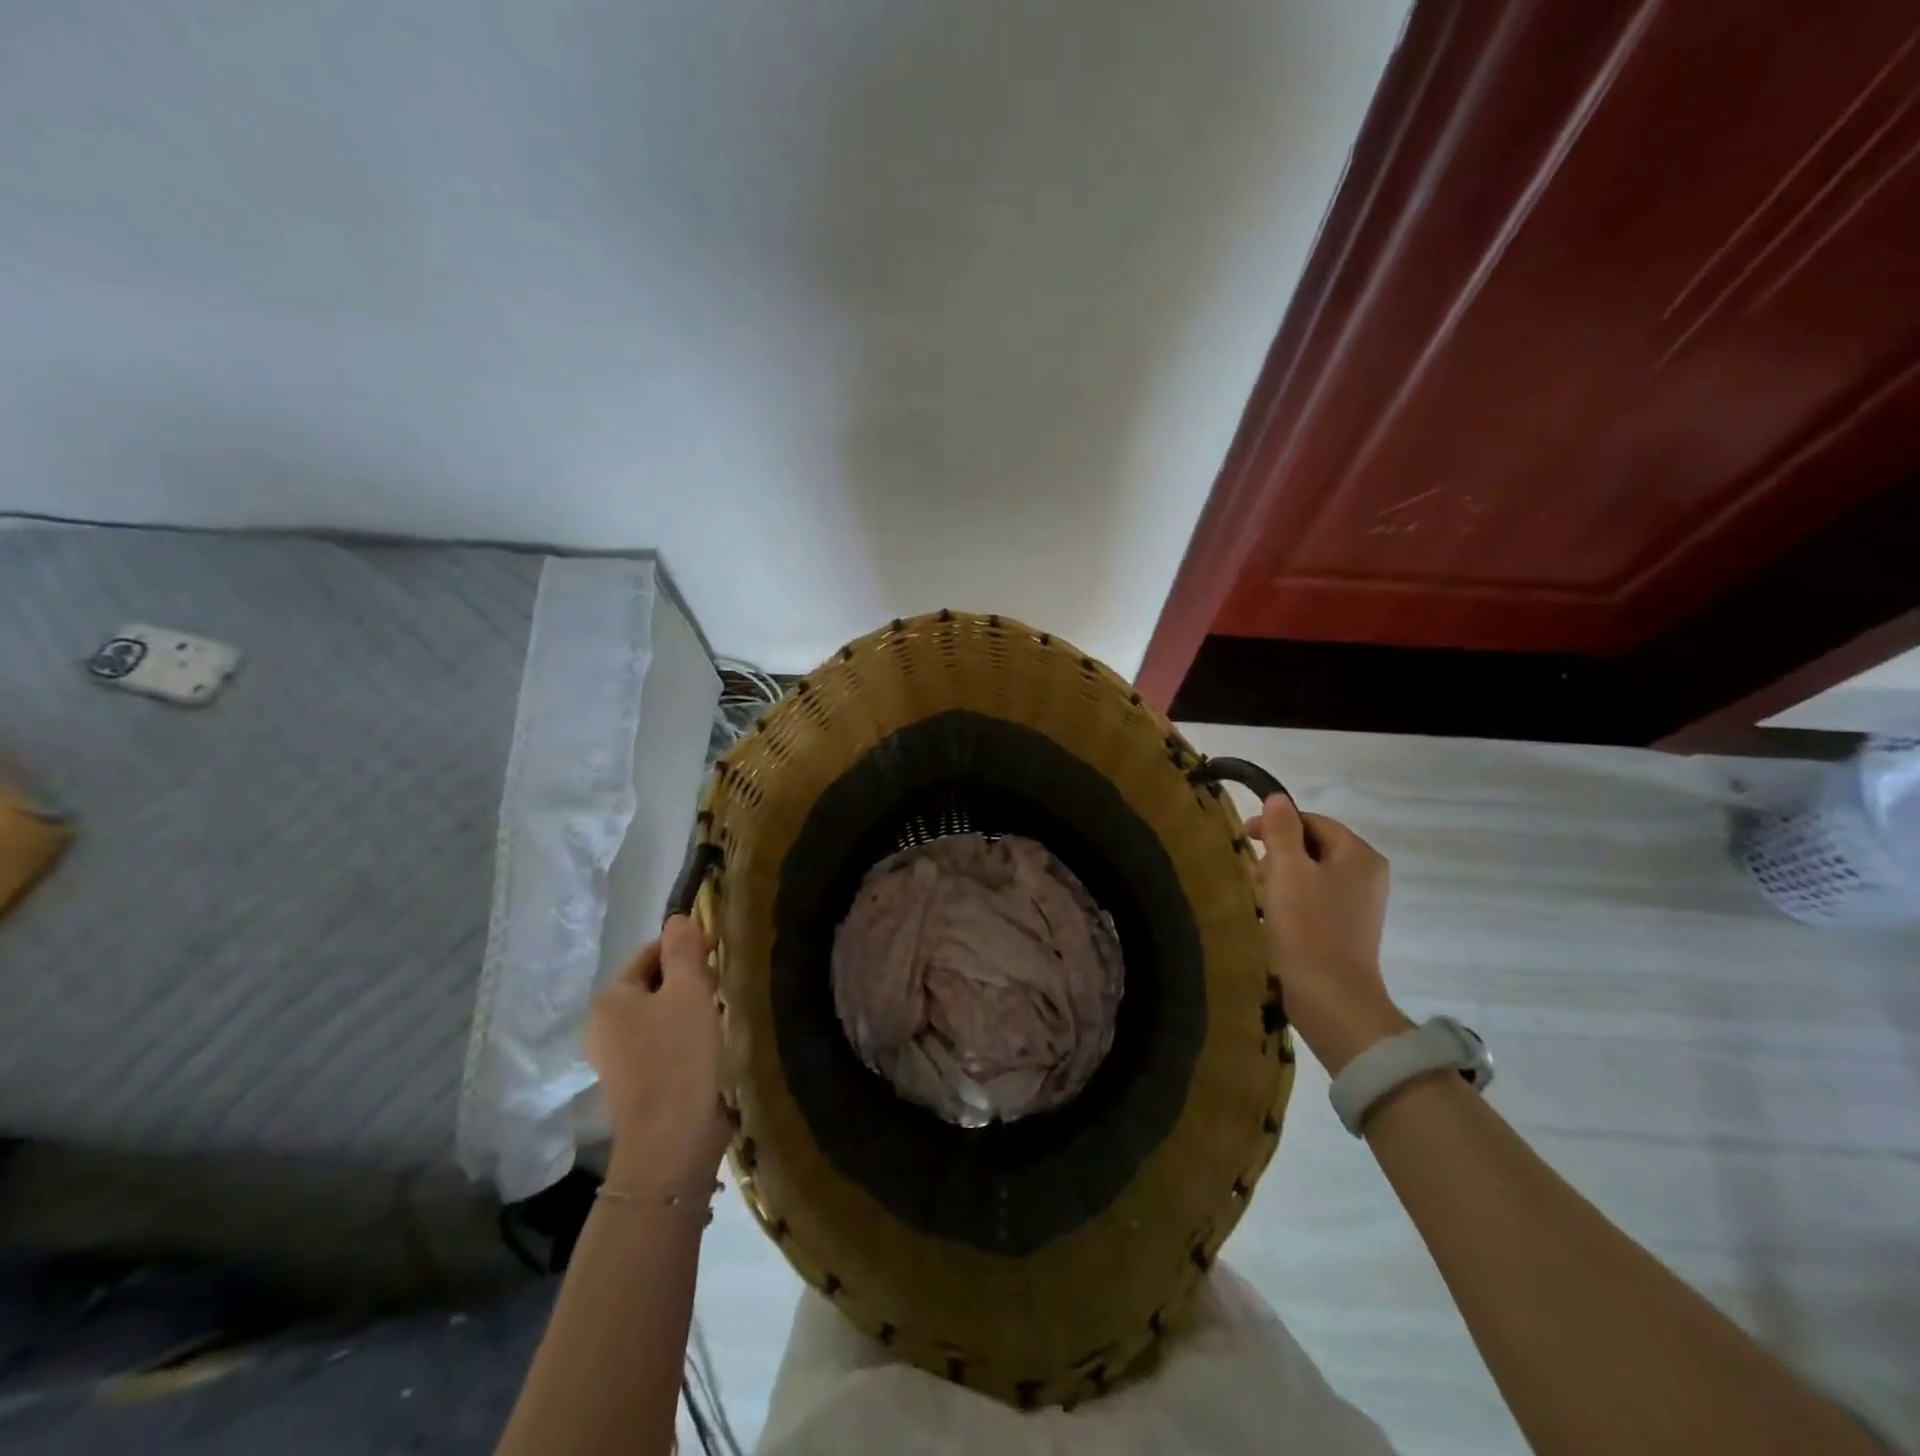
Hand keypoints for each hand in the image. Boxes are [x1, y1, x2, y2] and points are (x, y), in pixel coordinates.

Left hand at [586, 915, 729, 1188]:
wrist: (672, 1139)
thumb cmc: (680, 1055)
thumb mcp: (689, 990)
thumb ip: (683, 949)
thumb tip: (678, 917)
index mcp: (610, 999)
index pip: (650, 953)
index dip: (685, 947)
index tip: (719, 953)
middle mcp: (603, 1026)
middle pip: (653, 984)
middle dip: (688, 979)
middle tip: (721, 985)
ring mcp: (615, 1059)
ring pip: (658, 1015)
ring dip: (688, 1009)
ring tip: (718, 1015)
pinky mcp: (633, 1084)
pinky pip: (660, 1043)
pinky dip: (683, 1037)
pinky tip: (706, 1047)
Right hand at [1246, 795, 1411, 1074]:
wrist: (1331, 998)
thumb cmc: (1308, 928)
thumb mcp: (1286, 870)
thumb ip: (1281, 830)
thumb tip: (1278, 799)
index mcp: (1359, 855)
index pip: (1313, 821)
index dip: (1277, 824)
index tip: (1245, 837)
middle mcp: (1367, 875)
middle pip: (1313, 847)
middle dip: (1279, 855)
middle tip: (1254, 874)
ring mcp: (1360, 905)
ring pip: (1312, 874)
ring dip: (1282, 880)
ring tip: (1261, 899)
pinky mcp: (1348, 930)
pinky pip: (1315, 900)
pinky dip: (1292, 902)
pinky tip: (1273, 919)